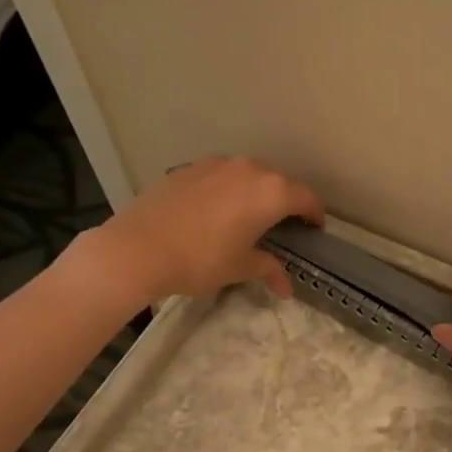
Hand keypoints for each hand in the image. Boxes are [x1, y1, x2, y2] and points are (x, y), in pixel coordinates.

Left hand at [64, 157, 323, 308]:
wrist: (138, 248)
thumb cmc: (201, 260)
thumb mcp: (240, 268)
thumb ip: (268, 269)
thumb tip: (287, 287)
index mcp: (271, 192)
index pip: (306, 198)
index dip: (314, 215)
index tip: (314, 230)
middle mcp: (249, 169)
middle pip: (279, 182)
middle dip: (286, 202)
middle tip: (284, 226)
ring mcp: (217, 164)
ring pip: (249, 174)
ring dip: (256, 192)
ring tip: (250, 216)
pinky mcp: (190, 168)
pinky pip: (222, 175)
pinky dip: (229, 190)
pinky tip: (217, 212)